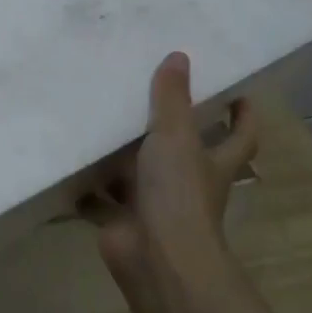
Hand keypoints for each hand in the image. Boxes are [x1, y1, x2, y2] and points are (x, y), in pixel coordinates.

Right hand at [83, 51, 259, 277]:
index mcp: (212, 163)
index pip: (240, 135)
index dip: (243, 116)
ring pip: (138, 175)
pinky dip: (86, 189)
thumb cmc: (177, 192)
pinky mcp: (123, 220)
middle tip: (147, 96)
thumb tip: (179, 56)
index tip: (237, 94)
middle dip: (170, 131)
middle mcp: (188, 184)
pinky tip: (68, 165)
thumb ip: (172, 98)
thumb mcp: (175, 135)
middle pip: (185, 153)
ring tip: (100, 123)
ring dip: (122, 158)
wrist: (155, 256)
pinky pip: (101, 200)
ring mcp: (155, 205)